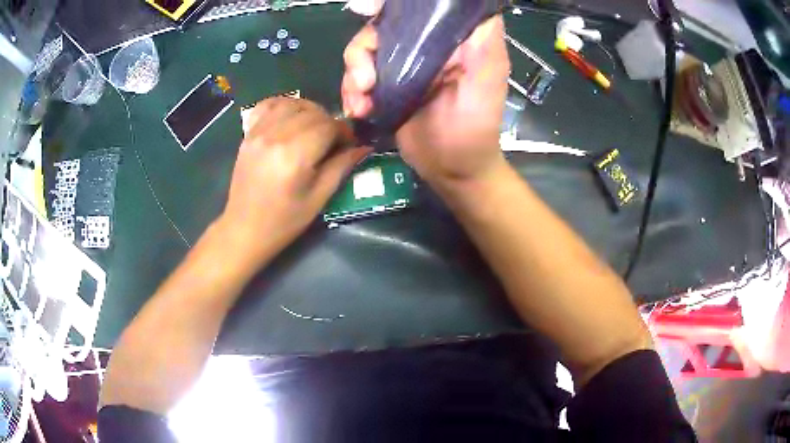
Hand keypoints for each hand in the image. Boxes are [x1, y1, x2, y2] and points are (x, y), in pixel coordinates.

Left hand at [220, 98, 369, 265]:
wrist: (244, 229)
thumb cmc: (284, 221)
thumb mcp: (319, 198)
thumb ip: (341, 167)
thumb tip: (364, 147)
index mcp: (296, 155)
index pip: (329, 126)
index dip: (344, 132)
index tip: (349, 145)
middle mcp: (276, 136)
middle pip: (313, 112)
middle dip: (329, 122)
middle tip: (333, 141)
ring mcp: (259, 132)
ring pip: (293, 103)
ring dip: (310, 111)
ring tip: (314, 128)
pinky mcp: (248, 134)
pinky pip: (268, 105)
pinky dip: (284, 105)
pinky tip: (291, 117)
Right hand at [342, 15, 510, 184]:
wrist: (452, 172)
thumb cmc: (475, 129)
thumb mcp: (487, 82)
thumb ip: (484, 42)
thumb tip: (476, 5)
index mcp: (448, 40)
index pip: (416, 11)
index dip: (389, 7)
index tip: (370, 12)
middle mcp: (423, 48)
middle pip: (380, 29)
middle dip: (363, 52)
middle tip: (365, 81)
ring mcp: (401, 68)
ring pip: (363, 53)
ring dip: (353, 76)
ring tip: (361, 103)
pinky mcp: (386, 89)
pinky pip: (357, 79)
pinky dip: (351, 92)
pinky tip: (358, 110)